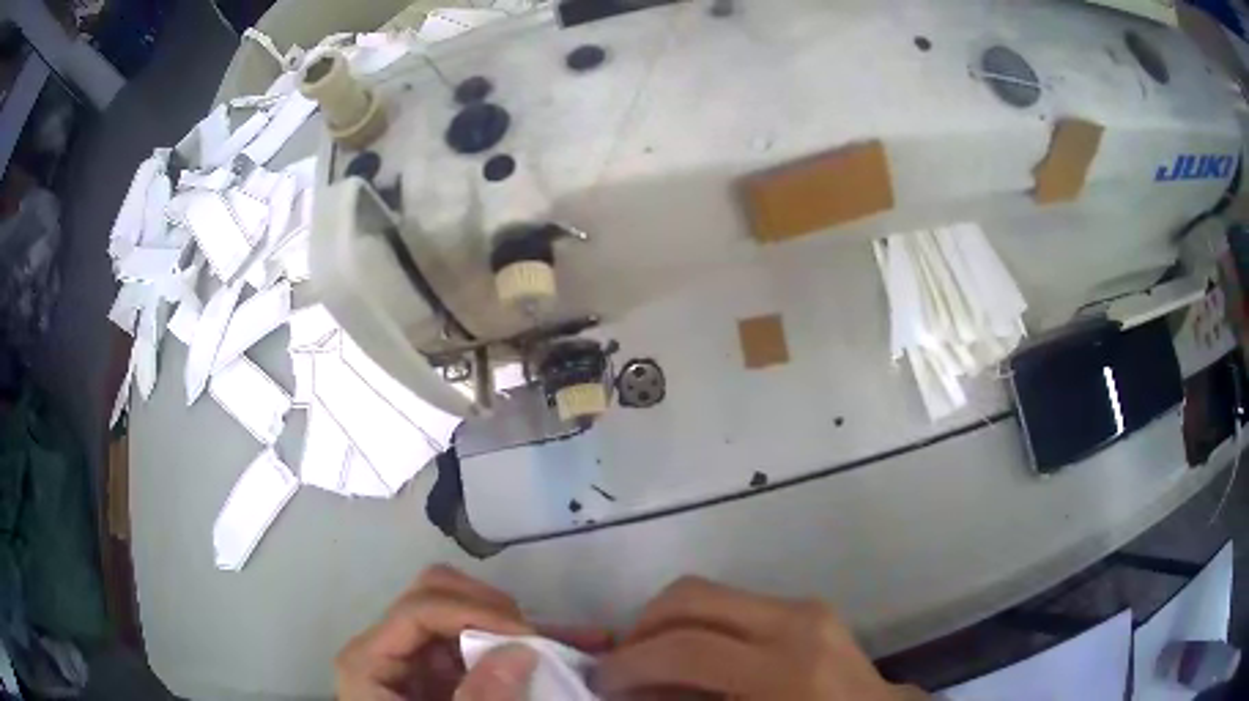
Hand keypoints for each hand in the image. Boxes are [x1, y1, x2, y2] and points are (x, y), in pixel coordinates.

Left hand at [335, 565, 610, 700]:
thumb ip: (481, 699)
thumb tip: (522, 649)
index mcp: (370, 661)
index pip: (419, 609)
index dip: (475, 611)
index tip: (530, 637)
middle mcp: (390, 647)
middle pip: (436, 597)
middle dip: (494, 611)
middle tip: (539, 639)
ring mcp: (417, 658)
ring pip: (464, 614)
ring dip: (518, 626)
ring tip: (576, 640)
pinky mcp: (442, 673)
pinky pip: (481, 645)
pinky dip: (520, 646)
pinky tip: (566, 650)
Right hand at [594, 577, 927, 699]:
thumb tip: (630, 694)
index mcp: (786, 669)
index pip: (685, 648)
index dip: (629, 664)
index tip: (598, 683)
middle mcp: (796, 622)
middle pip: (690, 597)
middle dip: (640, 629)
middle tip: (621, 667)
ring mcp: (806, 608)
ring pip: (708, 594)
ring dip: (666, 626)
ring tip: (652, 663)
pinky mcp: (808, 607)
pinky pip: (732, 605)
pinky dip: (698, 627)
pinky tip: (693, 660)